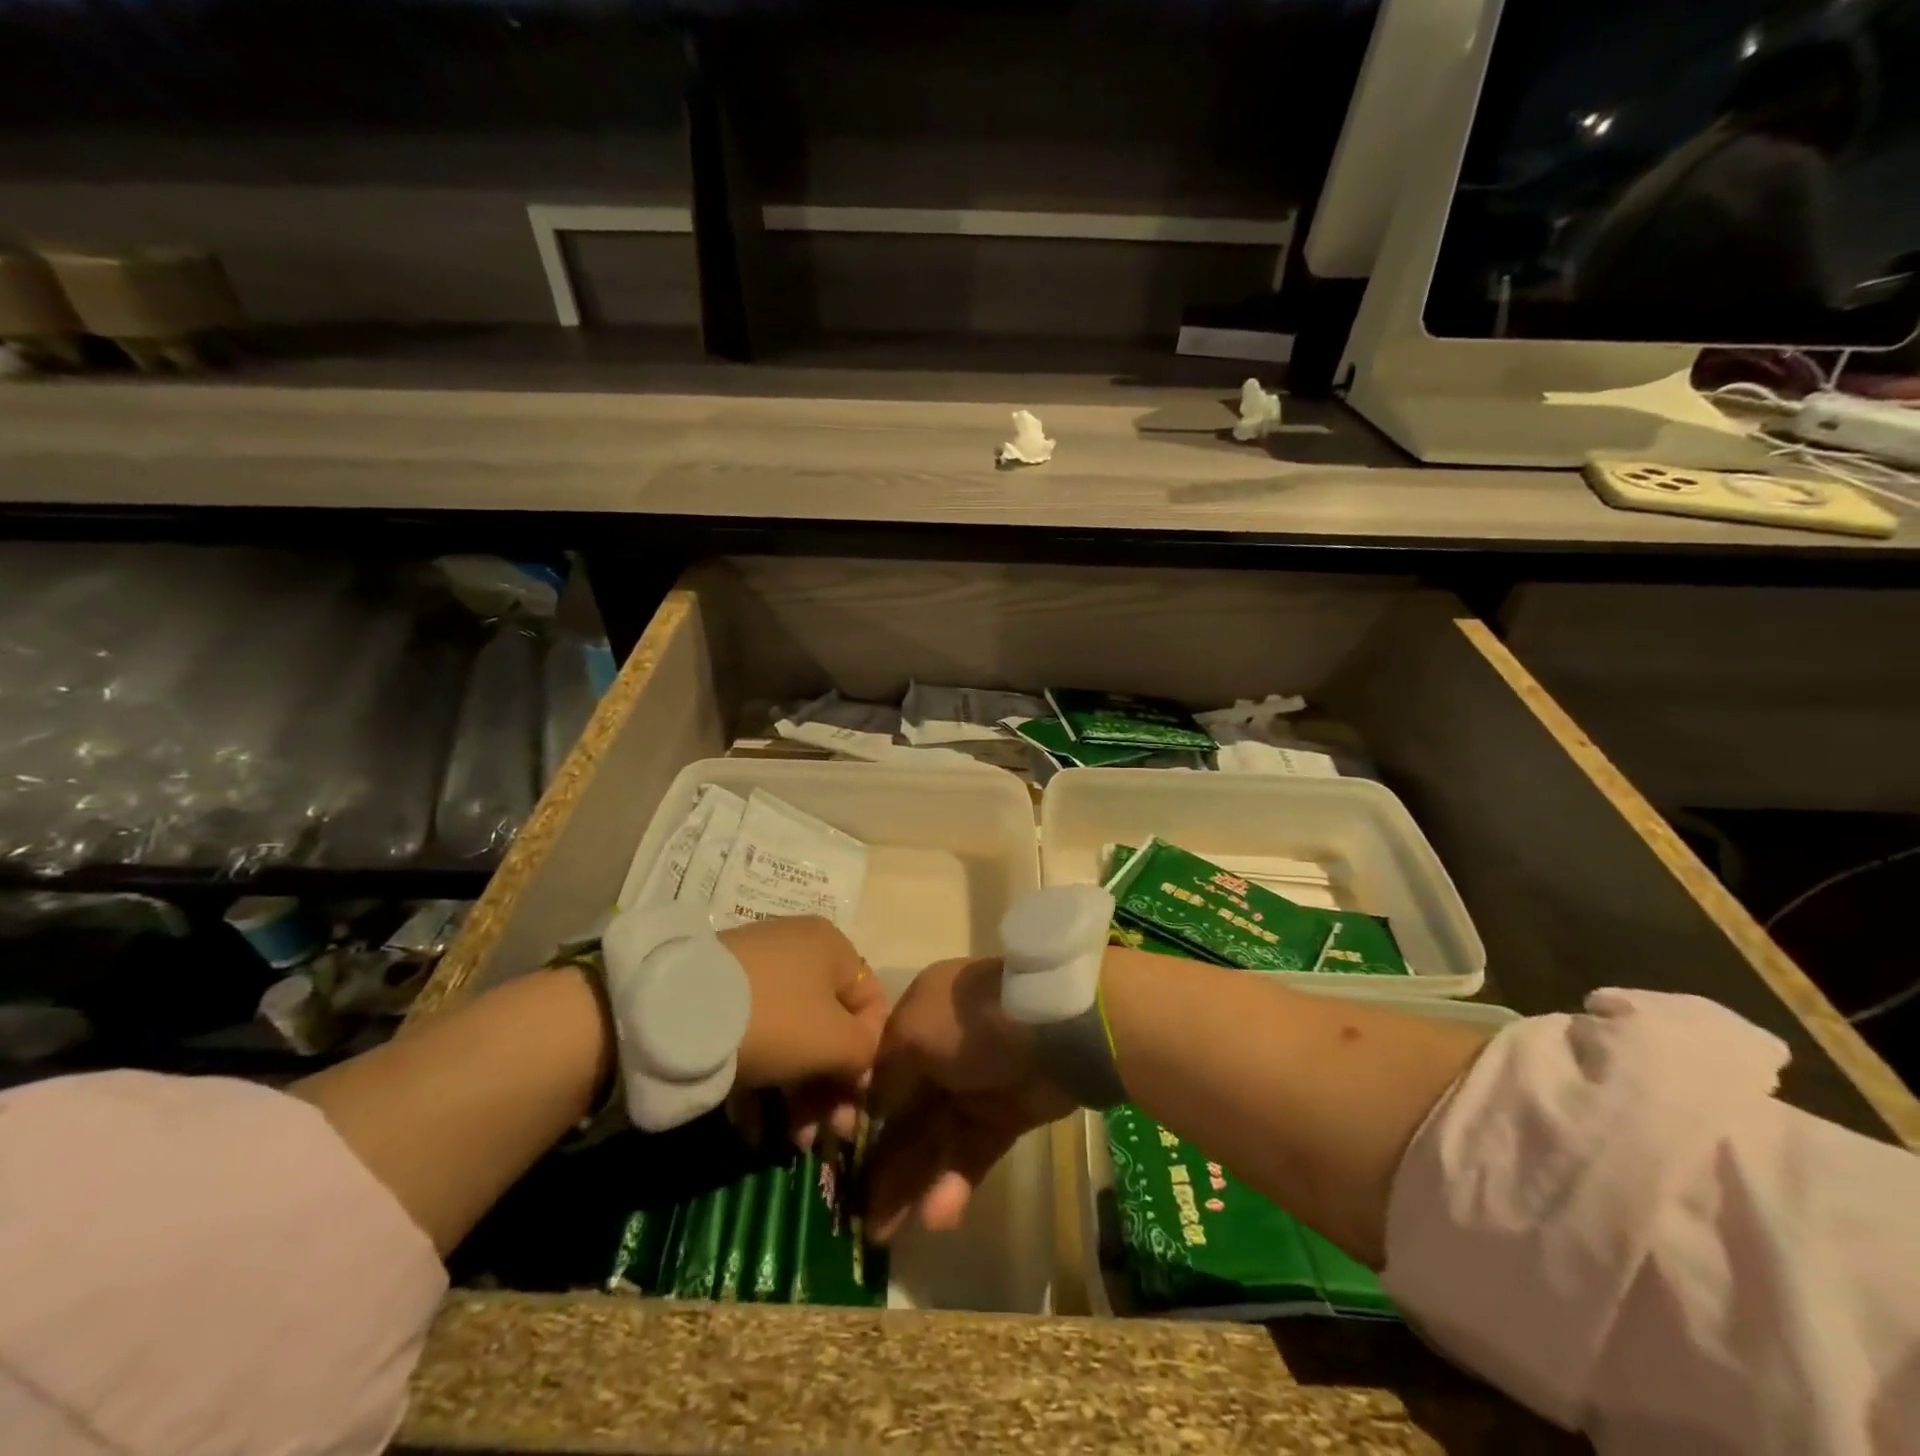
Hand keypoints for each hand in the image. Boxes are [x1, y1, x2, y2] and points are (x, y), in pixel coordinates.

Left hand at [720, 916, 887, 1147]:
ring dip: (798, 1096)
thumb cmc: (776, 1018)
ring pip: (792, 1039)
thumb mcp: (836, 1041)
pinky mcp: (721, 998)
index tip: (857, 1103)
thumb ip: (866, 1053)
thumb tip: (863, 1065)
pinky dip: (761, 1084)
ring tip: (792, 1144)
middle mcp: (799, 952)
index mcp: (833, 948)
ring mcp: (757, 974)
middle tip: (827, 1137)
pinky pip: (756, 1040)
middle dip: (831, 1087)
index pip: (870, 1004)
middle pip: (829, 1027)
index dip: (871, 1056)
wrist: (674, 1010)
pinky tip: (754, 1129)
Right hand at [865, 956, 1074, 1242]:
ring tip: (885, 1233)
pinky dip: (954, 1184)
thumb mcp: (913, 1032)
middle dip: (881, 1162)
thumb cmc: (970, 1022)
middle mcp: (942, 1051)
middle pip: (905, 1113)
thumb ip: (886, 1073)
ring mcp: (975, 1086)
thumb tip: (872, 1108)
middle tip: (857, 1216)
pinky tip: (936, 1217)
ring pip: (934, 1140)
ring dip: (910, 1184)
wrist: (1053, 1028)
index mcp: (919, 1017)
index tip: (837, 1157)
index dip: (860, 1114)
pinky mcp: (1006, 1117)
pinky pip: (971, 1154)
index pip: (880, 1070)